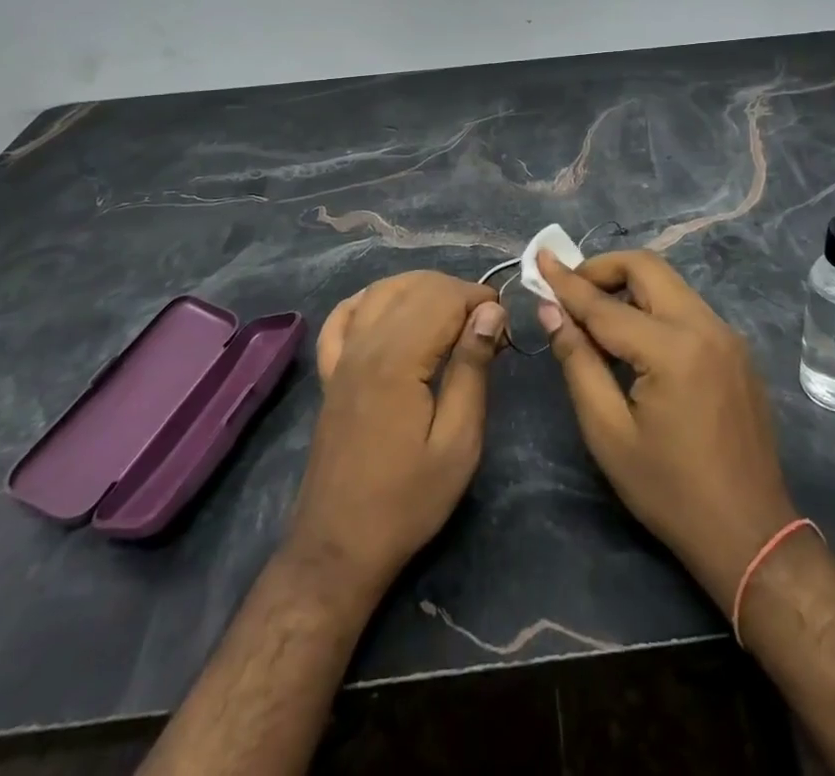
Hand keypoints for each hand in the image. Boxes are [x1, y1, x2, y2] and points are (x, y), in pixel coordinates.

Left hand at [291, 272, 504, 593]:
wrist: (339, 546)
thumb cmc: (408, 500)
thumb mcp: (458, 443)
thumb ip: (472, 369)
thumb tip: (490, 313)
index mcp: (398, 359)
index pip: (443, 297)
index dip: (479, 300)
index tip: (504, 325)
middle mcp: (365, 345)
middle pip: (415, 287)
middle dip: (457, 293)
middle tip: (486, 327)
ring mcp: (342, 357)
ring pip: (382, 291)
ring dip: (421, 290)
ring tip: (451, 316)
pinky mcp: (330, 373)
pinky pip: (343, 317)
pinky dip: (369, 300)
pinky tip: (390, 308)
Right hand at [535, 249, 798, 611]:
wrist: (750, 533)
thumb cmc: (669, 491)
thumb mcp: (608, 432)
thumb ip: (578, 362)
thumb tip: (552, 311)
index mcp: (672, 349)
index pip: (606, 304)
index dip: (568, 282)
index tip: (540, 257)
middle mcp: (705, 326)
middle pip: (647, 268)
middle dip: (603, 269)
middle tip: (570, 290)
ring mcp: (727, 335)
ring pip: (669, 284)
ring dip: (629, 286)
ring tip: (596, 314)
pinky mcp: (736, 349)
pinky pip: (687, 308)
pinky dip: (654, 307)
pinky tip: (635, 338)